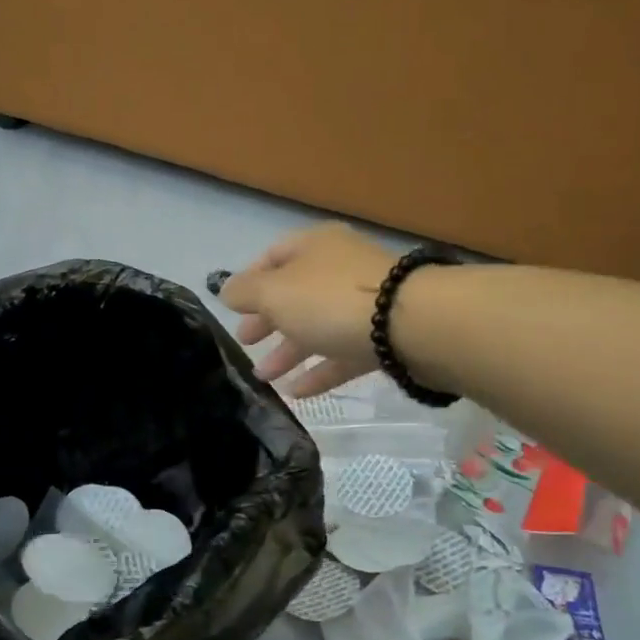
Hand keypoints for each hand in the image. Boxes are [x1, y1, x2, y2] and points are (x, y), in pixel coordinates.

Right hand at [221, 223, 398, 396]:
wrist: (414, 324)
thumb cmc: (331, 299)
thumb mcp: (274, 293)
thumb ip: (245, 292)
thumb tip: (226, 291)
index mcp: (314, 246)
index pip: (273, 256)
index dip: (249, 280)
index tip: (232, 308)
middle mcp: (339, 268)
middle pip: (294, 294)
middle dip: (267, 320)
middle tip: (246, 343)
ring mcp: (364, 303)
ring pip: (317, 326)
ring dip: (288, 351)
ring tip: (264, 378)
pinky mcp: (383, 337)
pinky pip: (342, 353)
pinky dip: (319, 370)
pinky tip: (298, 392)